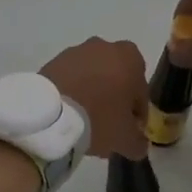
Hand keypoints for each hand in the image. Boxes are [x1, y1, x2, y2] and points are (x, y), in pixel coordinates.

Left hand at [40, 38, 150, 158]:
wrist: (51, 113)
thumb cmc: (99, 118)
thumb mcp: (125, 138)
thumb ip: (138, 141)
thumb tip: (139, 145)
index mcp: (130, 58)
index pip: (141, 91)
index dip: (137, 114)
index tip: (130, 130)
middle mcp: (105, 46)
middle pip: (116, 78)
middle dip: (114, 98)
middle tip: (108, 124)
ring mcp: (77, 51)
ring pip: (93, 76)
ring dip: (93, 93)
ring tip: (85, 120)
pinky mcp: (54, 60)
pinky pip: (71, 78)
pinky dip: (73, 91)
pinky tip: (69, 113)